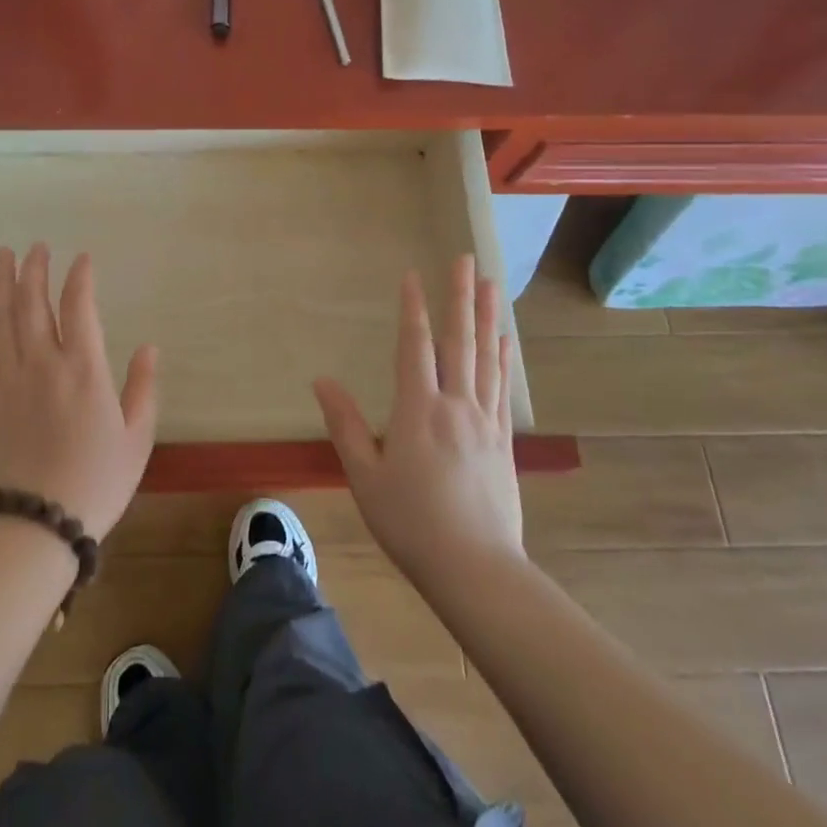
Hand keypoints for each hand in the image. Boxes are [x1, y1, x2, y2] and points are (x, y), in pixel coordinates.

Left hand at [0, 245, 157, 540]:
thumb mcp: (137, 437)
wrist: (38, 523)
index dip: (79, 278)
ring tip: (4, 257)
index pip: (79, 308)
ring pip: (1, 321)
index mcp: (84, 370)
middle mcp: (43, 365)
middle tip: (35, 246)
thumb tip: (149, 348)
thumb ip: (142, 388)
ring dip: (2, 285)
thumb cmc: (98, 481)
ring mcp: (11, 381)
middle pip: (32, 304)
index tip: (82, 258)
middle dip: (34, 270)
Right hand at [314, 255, 524, 590]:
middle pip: (458, 340)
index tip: (412, 275)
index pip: (414, 346)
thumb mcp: (364, 475)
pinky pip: (500, 387)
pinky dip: (502, 358)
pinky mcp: (502, 440)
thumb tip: (322, 380)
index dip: (413, 308)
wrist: (475, 568)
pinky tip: (505, 340)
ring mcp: (483, 421)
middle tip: (464, 258)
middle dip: (459, 296)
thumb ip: (344, 424)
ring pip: (485, 357)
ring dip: (485, 316)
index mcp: (417, 409)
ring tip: (489, 283)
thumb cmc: (409, 522)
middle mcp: (454, 404)